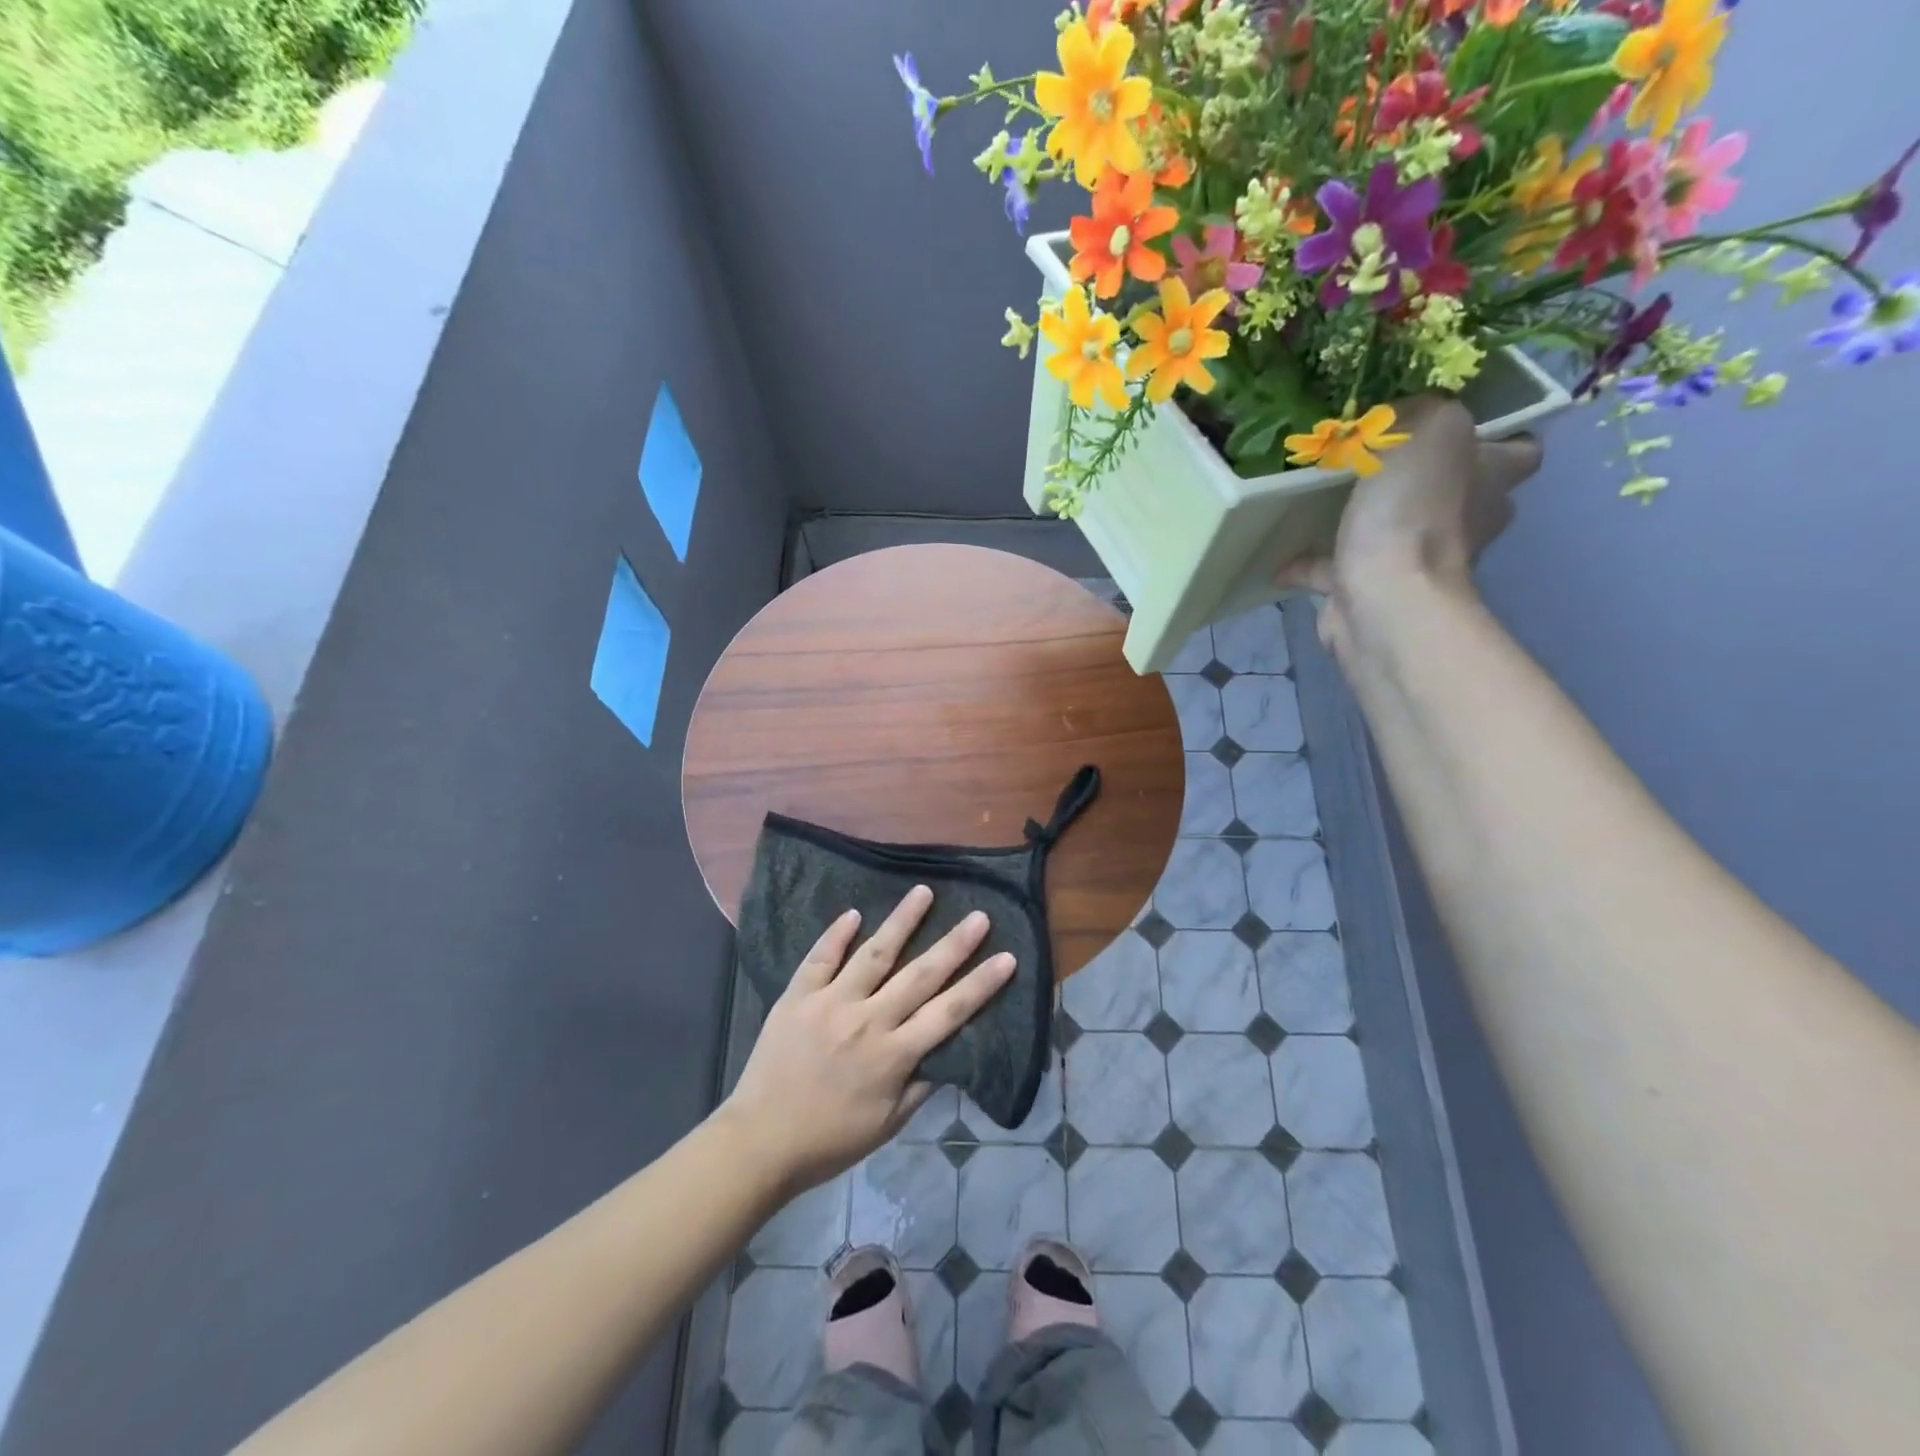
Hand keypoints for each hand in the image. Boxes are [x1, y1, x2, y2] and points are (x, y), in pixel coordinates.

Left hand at [718, 886, 1014, 1195]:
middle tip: (979, 916)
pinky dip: (837, 935)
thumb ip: (919, 1088)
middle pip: (920, 975)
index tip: (1006, 957)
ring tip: (923, 892)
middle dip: (954, 944)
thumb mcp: (886, 1125)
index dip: (980, 984)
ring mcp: (831, 1003)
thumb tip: (948, 1054)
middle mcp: (868, 1021)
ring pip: (874, 954)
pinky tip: (853, 913)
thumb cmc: (829, 1140)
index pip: (949, 1012)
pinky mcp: (797, 997)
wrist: (759, 1141)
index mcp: (893, 1055)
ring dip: (902, 921)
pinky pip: (820, 958)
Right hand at [1277, 396, 1542, 656]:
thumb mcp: (1431, 429)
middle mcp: (1464, 523)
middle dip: (1420, 478)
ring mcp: (1416, 563)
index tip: (1446, 425)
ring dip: (1364, 518)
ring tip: (1319, 498)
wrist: (1383, 599)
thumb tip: (1395, 422)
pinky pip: (1335, 569)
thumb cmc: (1416, 511)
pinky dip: (1310, 562)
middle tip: (1373, 457)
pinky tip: (1281, 551)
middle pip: (1452, 492)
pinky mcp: (1369, 591)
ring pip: (1393, 531)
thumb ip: (1420, 412)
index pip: (1516, 451)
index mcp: (1491, 481)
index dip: (1494, 436)